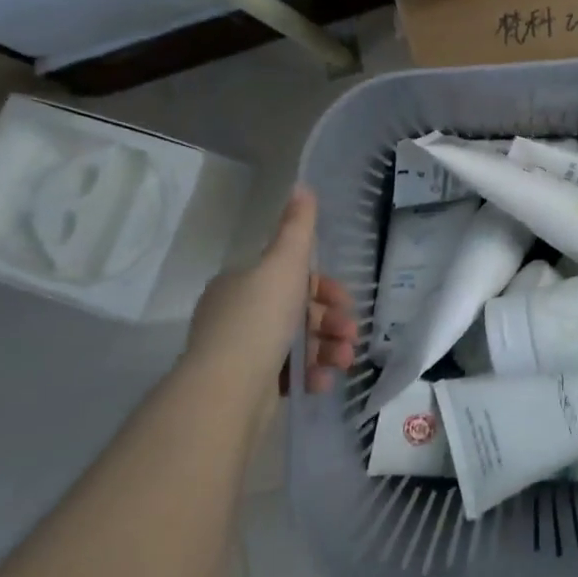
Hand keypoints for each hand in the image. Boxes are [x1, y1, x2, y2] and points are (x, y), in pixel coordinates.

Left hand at [186, 186, 357, 394]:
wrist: (226, 391)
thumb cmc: (259, 318)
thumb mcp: (284, 262)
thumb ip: (297, 226)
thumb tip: (302, 185)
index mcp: (240, 283)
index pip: (289, 276)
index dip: (323, 286)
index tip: (346, 300)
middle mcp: (236, 315)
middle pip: (296, 310)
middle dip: (330, 320)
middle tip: (351, 333)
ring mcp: (239, 353)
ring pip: (295, 343)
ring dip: (327, 349)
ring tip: (344, 361)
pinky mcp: (246, 388)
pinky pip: (286, 375)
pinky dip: (308, 376)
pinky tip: (323, 383)